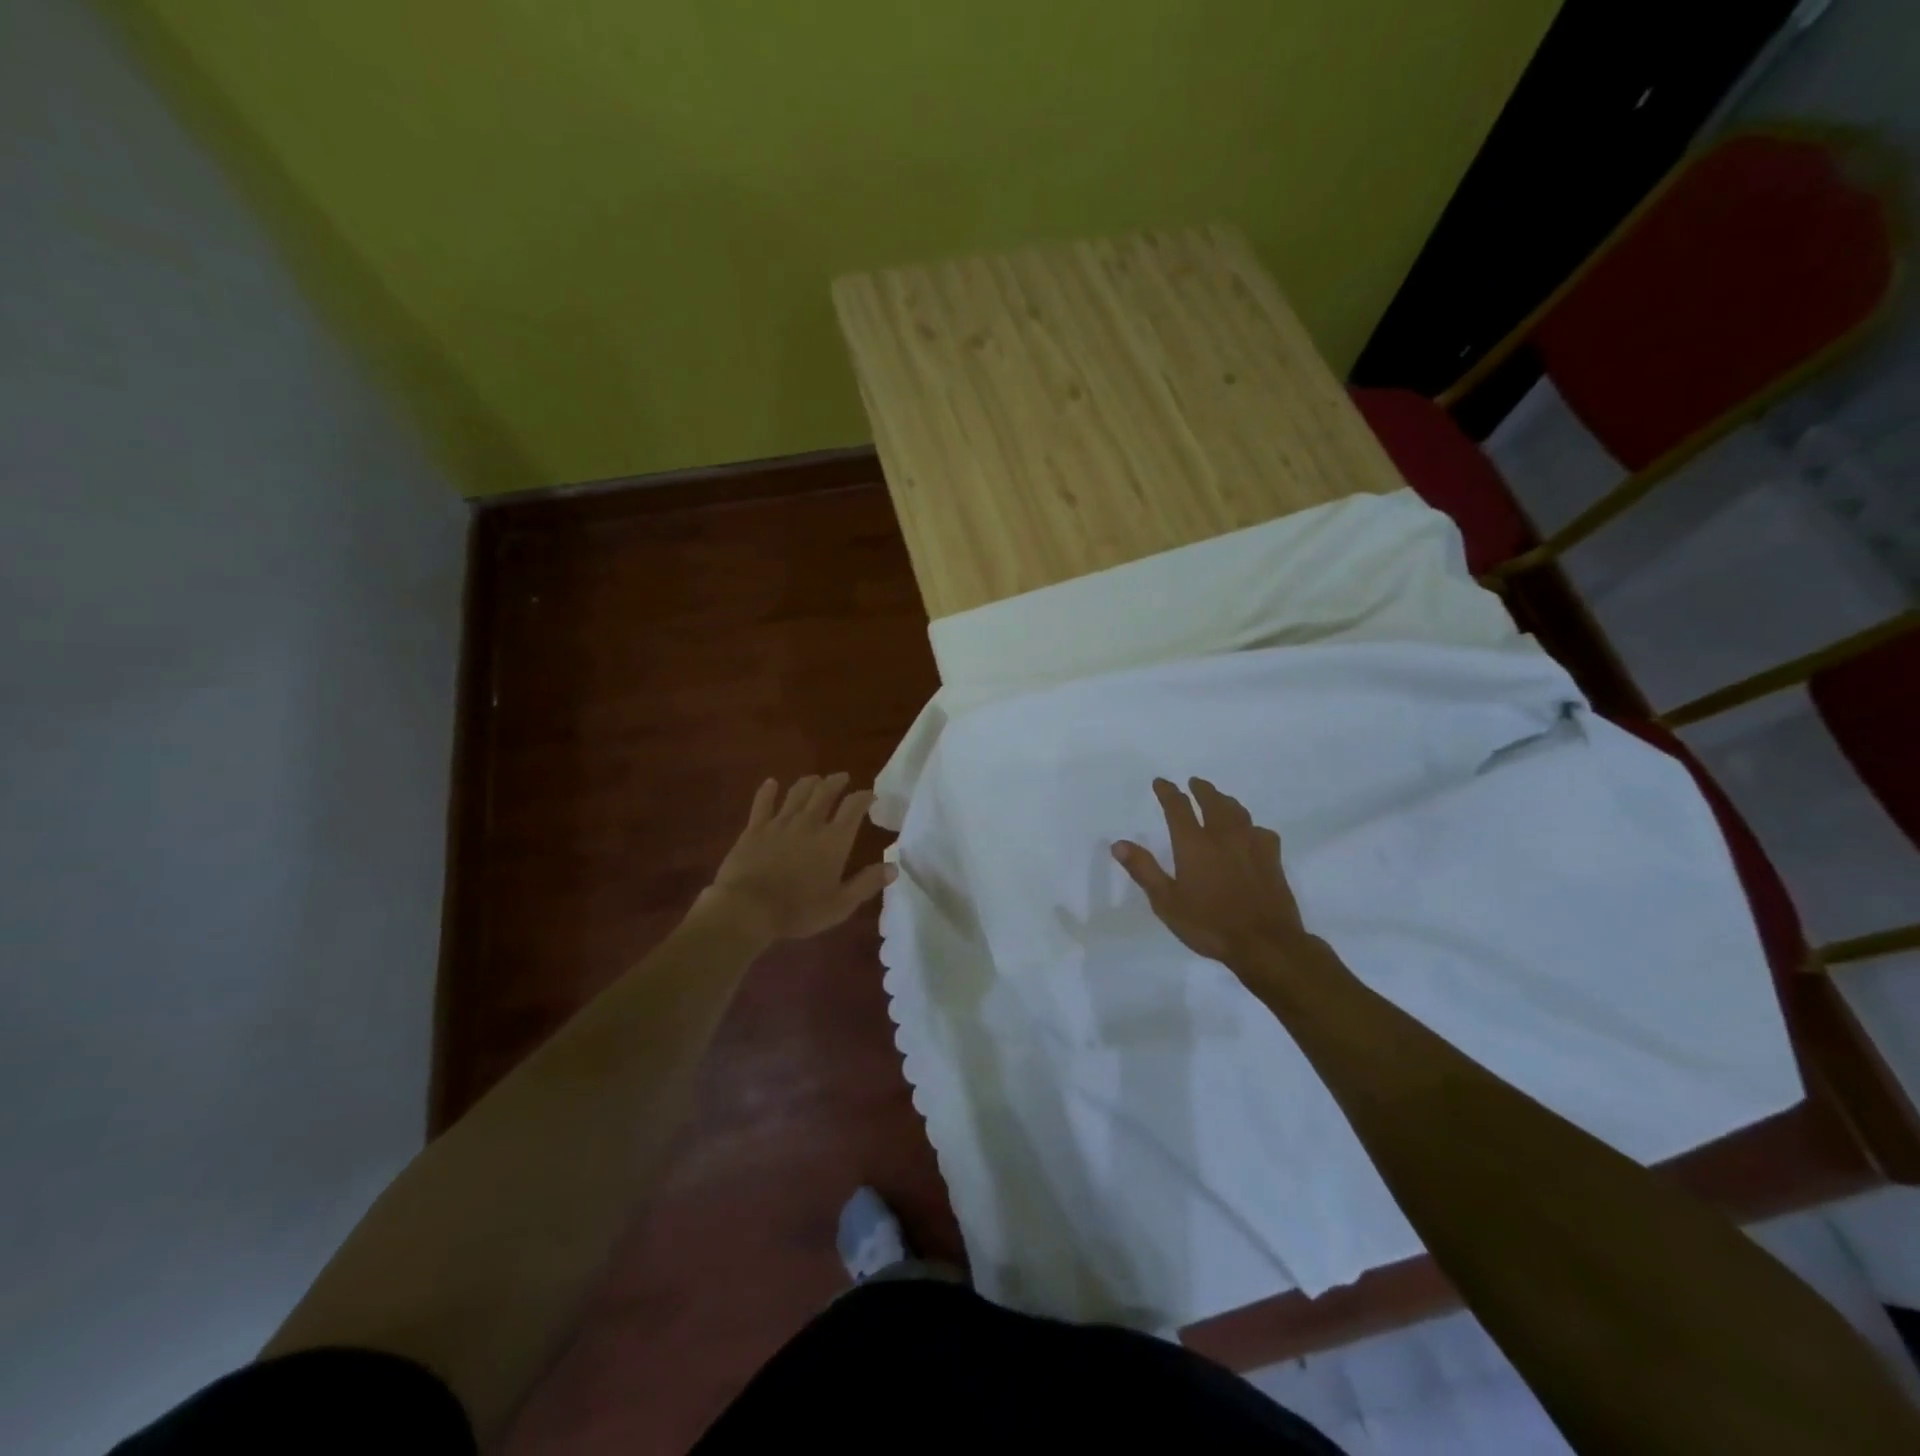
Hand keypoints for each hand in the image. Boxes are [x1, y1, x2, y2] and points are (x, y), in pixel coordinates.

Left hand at [695, 774, 895, 944]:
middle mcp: (809, 823)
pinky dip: (768, 791)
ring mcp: (780, 823)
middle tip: (843, 777)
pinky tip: (771, 783)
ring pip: (797, 793)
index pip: (854, 807)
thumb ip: (867, 883)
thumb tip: (894, 867)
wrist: (748, 908)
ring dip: (809, 783)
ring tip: (815, 779)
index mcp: (834, 840)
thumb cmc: (799, 910)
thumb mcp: (840, 904)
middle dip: (837, 782)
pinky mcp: (755, 828)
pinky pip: (763, 803)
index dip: (864, 797)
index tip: (870, 794)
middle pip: (825, 792)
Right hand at [1113, 777, 1309, 969]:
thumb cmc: (1209, 924)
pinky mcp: (1273, 860)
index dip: (1168, 792)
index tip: (1161, 782)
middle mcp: (1223, 837)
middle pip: (1213, 802)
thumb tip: (1119, 844)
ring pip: (1238, 812)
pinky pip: (1262, 832)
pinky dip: (1252, 827)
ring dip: (1226, 801)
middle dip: (1201, 789)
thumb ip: (1144, 870)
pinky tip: (1253, 833)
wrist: (1265, 943)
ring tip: (1220, 799)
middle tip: (1194, 782)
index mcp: (1194, 844)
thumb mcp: (1166, 902)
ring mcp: (1251, 846)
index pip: (1178, 807)